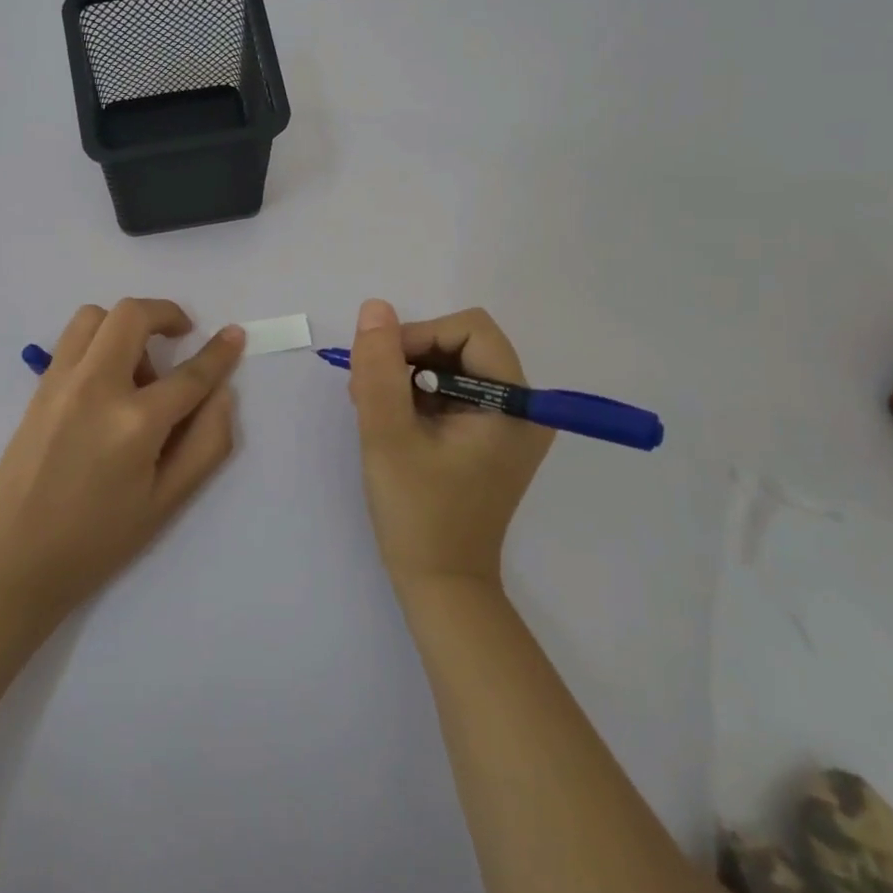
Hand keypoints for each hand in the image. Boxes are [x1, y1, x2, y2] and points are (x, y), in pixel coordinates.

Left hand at [0, 299, 244, 621]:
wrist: (13, 559)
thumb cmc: (97, 540)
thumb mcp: (167, 503)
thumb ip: (207, 443)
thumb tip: (222, 394)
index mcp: (135, 423)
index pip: (190, 374)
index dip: (219, 352)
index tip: (233, 335)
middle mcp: (96, 387)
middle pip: (132, 315)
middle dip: (166, 313)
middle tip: (181, 336)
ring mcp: (60, 382)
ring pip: (95, 316)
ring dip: (126, 325)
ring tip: (138, 367)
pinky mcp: (38, 388)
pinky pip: (72, 340)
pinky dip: (98, 340)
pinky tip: (108, 383)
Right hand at [346, 299, 553, 590]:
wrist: (440, 584)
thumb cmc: (418, 513)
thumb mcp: (389, 434)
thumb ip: (380, 368)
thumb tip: (376, 308)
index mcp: (515, 404)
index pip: (469, 330)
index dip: (420, 336)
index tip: (381, 369)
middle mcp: (523, 408)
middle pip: (462, 345)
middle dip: (410, 357)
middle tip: (369, 391)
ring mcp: (508, 425)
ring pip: (453, 366)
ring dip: (409, 376)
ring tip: (373, 409)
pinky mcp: (490, 439)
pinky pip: (453, 393)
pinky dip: (418, 396)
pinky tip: (391, 421)